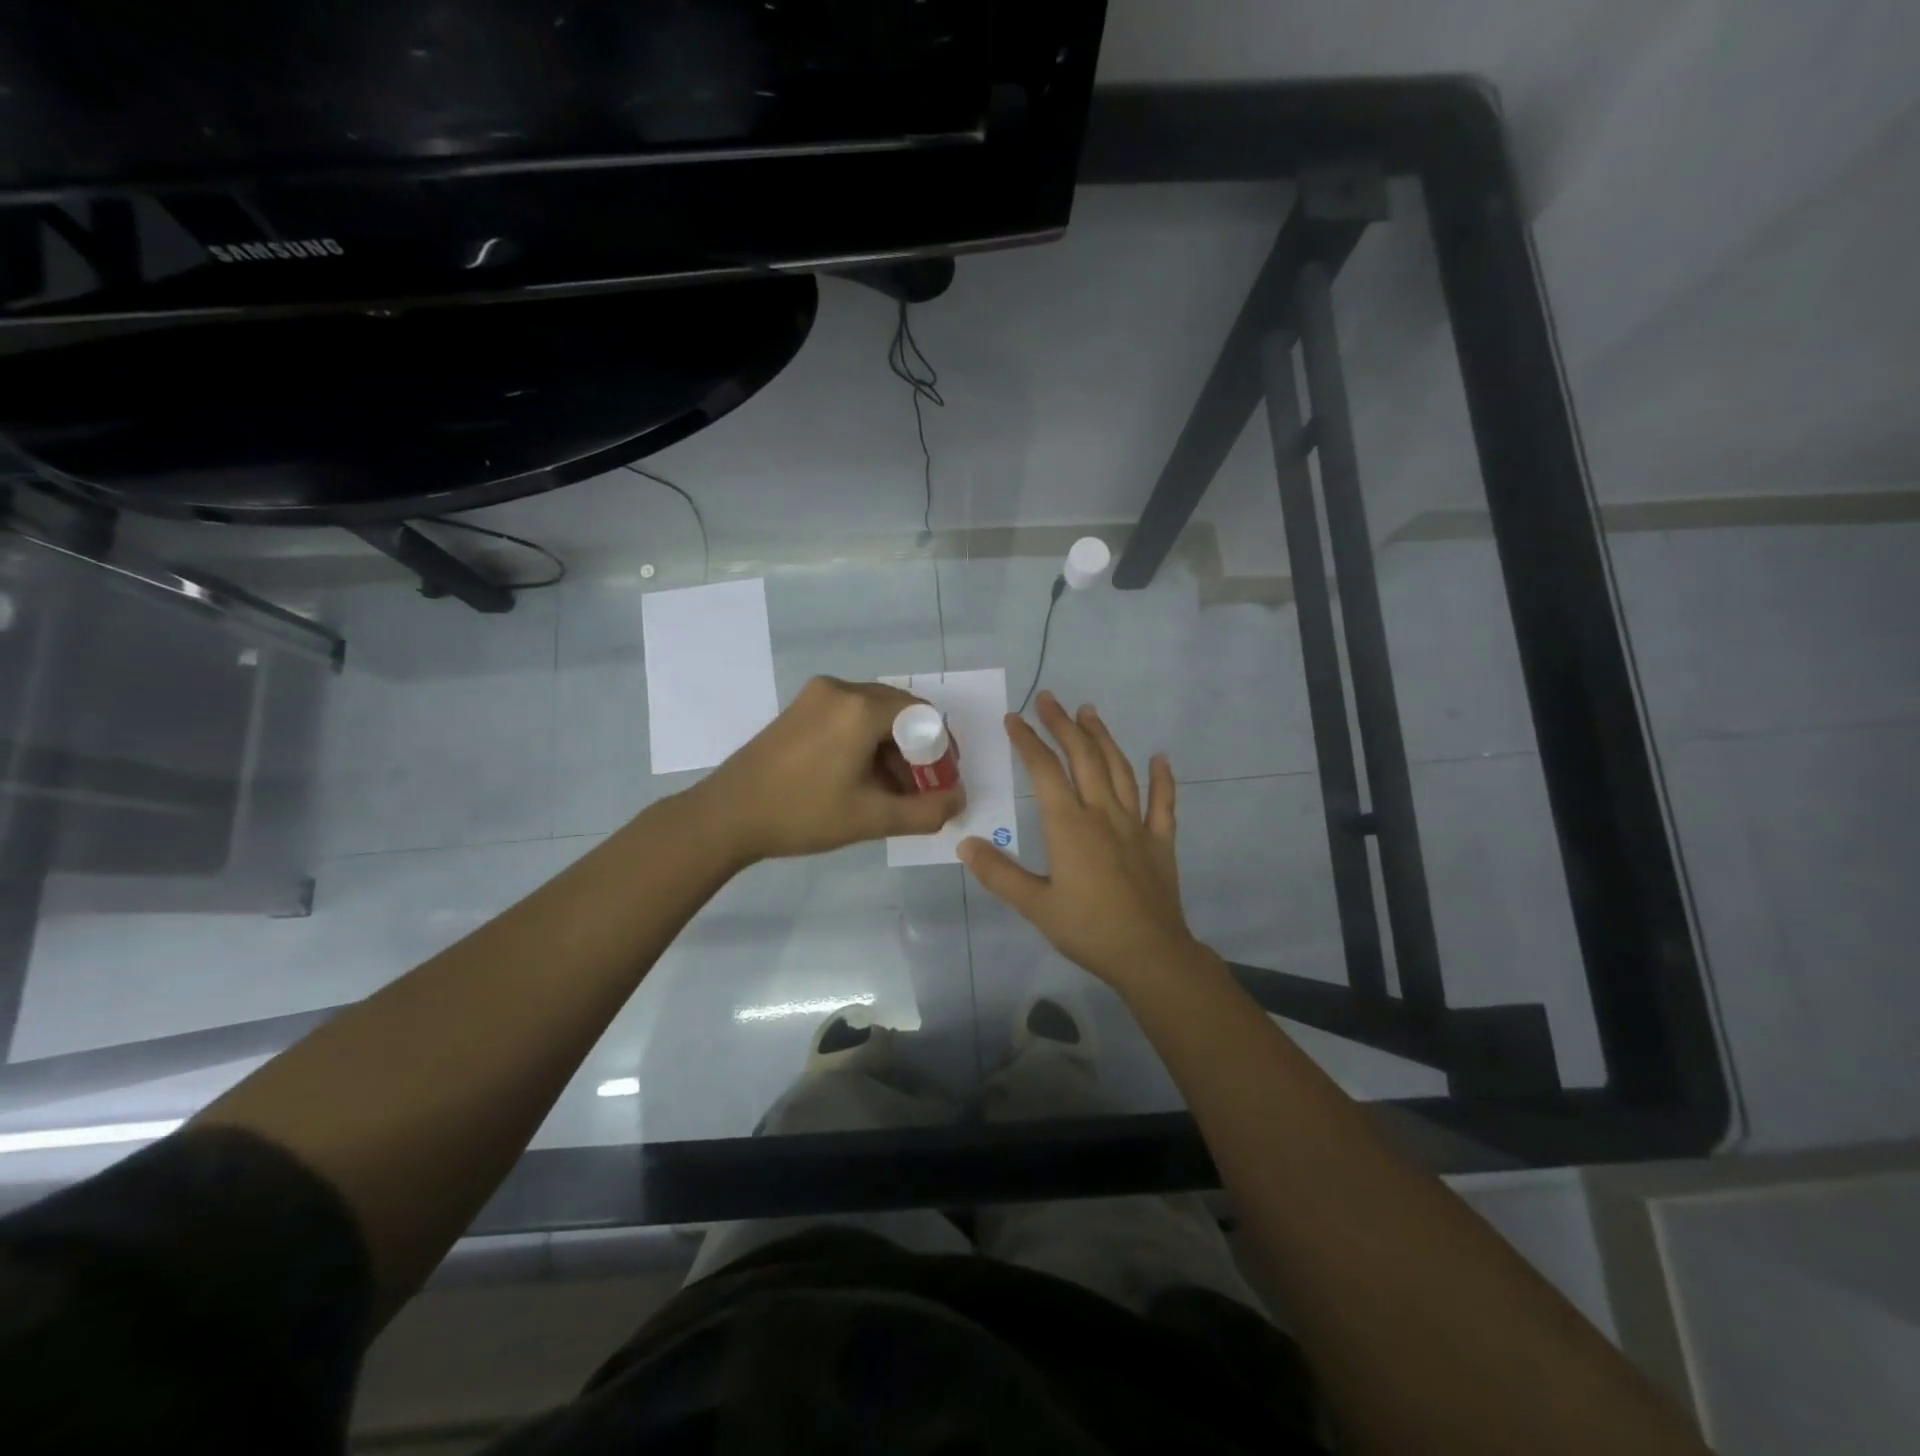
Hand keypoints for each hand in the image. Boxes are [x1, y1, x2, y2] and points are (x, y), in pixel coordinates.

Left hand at [693, 676, 965, 863]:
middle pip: (899, 711)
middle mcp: (840, 689)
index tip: (942, 783)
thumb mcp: (871, 818)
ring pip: (873, 714)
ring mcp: (816, 695)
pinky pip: (848, 716)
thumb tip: (958, 801)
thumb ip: (925, 811)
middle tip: (920, 789)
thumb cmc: (802, 814)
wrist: (726, 815)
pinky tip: (861, 777)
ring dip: (891, 748)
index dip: (941, 749)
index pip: (923, 715)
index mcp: (860, 707)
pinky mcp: (799, 708)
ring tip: (891, 790)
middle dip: (916, 750)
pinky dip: (865, 742)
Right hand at [958, 691, 1202, 996]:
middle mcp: (1103, 813)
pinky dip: (1162, 778)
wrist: (1149, 954)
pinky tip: (1161, 758)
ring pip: (1120, 769)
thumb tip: (965, 845)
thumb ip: (999, 873)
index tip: (1014, 718)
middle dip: (1063, 725)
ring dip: (1103, 738)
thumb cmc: (1088, 929)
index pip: (1045, 771)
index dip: (1028, 741)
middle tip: (1049, 699)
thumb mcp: (1035, 905)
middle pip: (1083, 758)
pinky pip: (1163, 803)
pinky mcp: (1160, 841)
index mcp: (1069, 825)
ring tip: (1090, 712)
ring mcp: (1136, 824)